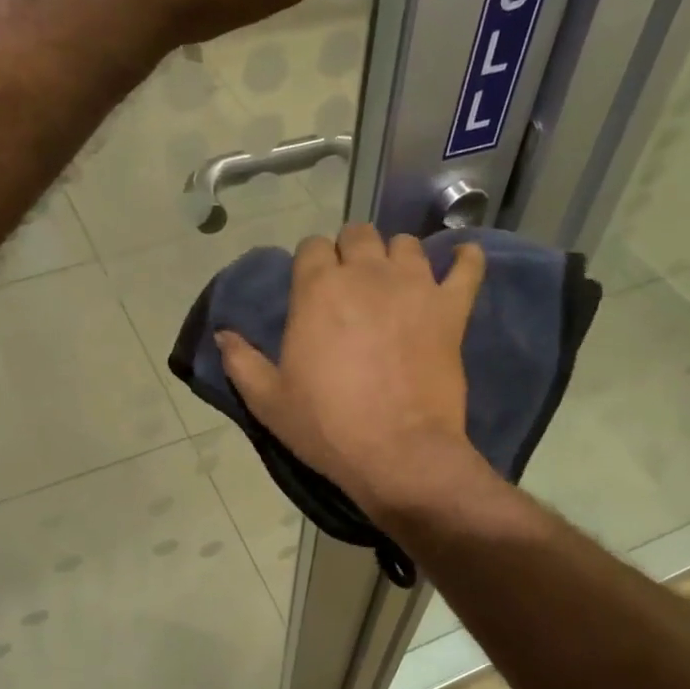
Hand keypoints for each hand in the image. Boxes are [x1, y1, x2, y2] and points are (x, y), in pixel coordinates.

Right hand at [217, 225, 488, 518]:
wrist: (397, 453)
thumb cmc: (327, 427)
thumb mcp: (269, 401)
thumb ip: (242, 361)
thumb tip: (222, 334)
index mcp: (318, 289)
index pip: (312, 247)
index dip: (312, 264)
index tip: (313, 290)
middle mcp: (366, 274)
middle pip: (359, 235)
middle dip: (352, 252)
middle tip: (352, 288)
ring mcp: (414, 287)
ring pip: (406, 244)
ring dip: (396, 257)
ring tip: (395, 283)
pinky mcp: (451, 309)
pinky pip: (467, 268)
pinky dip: (465, 260)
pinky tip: (460, 262)